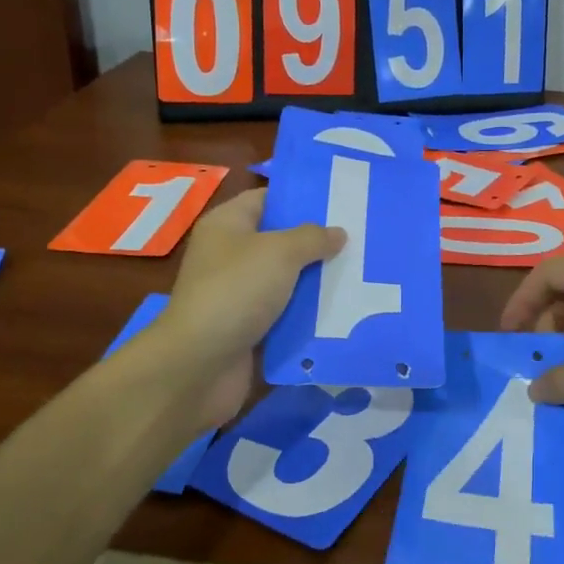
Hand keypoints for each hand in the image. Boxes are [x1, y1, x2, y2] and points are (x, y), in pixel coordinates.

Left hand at [155, 189, 342, 431]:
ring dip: (319, 282)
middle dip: (319, 243)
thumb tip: (337, 233)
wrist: (199, 365)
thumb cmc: (236, 292)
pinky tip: (347, 311)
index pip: (268, 199)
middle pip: (282, 241)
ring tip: (363, 274)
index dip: (302, 198)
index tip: (342, 201)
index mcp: (228, 225)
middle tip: (362, 238)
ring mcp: (240, 294)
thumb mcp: (280, 252)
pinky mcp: (250, 328)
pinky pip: (287, 315)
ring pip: (288, 281)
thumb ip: (313, 238)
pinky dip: (310, 315)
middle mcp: (231, 255)